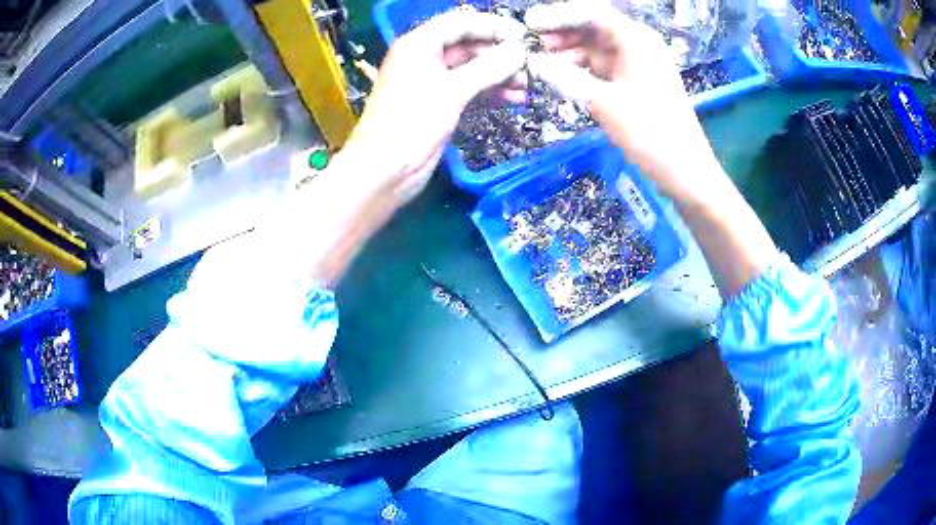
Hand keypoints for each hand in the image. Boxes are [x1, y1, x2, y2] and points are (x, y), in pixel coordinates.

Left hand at [345, 8, 525, 204]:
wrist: (385, 171)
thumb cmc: (411, 123)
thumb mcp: (452, 90)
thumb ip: (489, 67)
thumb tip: (521, 50)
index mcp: (419, 44)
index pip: (461, 22)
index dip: (494, 26)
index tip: (525, 37)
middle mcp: (426, 57)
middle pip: (469, 44)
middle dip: (500, 54)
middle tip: (532, 65)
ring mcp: (433, 82)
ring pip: (473, 68)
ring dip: (500, 74)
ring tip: (528, 85)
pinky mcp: (441, 104)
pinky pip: (471, 89)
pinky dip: (491, 92)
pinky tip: (515, 98)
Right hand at [524, 2, 723, 202]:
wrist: (685, 170)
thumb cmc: (651, 133)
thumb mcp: (605, 103)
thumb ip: (566, 78)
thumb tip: (532, 62)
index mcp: (637, 40)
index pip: (593, 14)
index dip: (559, 15)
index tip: (529, 23)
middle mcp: (639, 45)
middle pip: (594, 28)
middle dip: (562, 33)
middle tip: (531, 42)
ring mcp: (638, 64)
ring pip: (597, 47)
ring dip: (570, 51)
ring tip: (541, 61)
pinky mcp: (636, 82)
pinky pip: (604, 66)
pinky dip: (583, 68)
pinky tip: (563, 76)